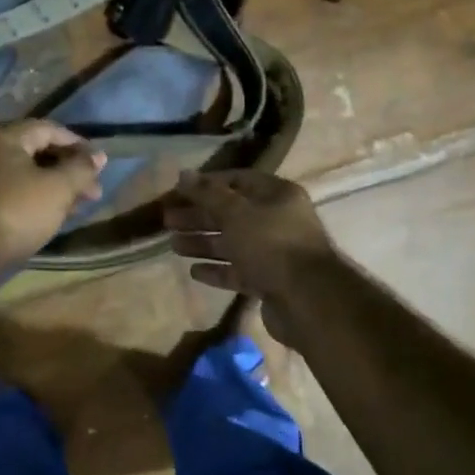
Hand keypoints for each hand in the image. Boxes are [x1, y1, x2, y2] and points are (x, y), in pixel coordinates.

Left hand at [0, 120, 106, 269]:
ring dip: (57, 186)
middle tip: (94, 191)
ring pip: (28, 175)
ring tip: (81, 205)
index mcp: (4, 137)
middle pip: (38, 151)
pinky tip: (56, 215)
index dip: (78, 144)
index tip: (99, 165)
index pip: (49, 129)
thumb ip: (81, 168)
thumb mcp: (58, 188)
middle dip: (70, 169)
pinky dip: (39, 199)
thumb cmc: (16, 212)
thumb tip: (99, 155)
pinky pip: (16, 192)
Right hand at [164, 171, 337, 337]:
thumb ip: (207, 194)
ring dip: (203, 243)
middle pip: (232, 213)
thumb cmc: (270, 244)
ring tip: (173, 245)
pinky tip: (194, 272)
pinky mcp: (270, 282)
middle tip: (168, 220)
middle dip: (199, 216)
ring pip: (233, 243)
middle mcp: (278, 220)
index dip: (207, 184)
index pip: (237, 180)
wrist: (307, 300)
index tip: (178, 191)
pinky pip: (238, 271)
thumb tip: (183, 174)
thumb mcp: (235, 213)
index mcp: (276, 195)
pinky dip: (217, 269)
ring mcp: (274, 253)